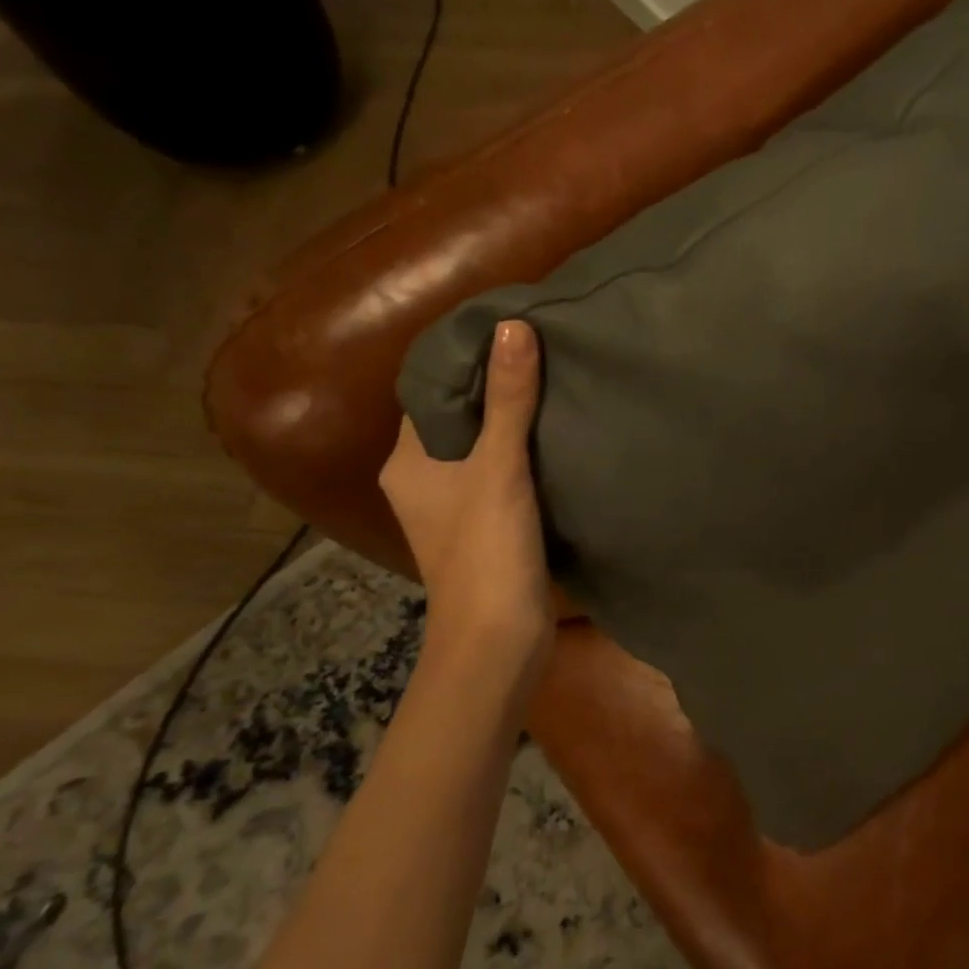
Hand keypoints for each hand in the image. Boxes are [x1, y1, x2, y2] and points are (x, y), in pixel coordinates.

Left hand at [378, 320, 552, 692]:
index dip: (466, 360)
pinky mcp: (487, 527)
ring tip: (557, 382)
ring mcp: (456, 506)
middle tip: (543, 351)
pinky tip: (561, 435)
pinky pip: (504, 474)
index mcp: (407, 461)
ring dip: (514, 421)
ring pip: (484, 447)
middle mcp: (424, 479)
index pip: (431, 391)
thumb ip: (508, 400)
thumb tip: (512, 326)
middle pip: (459, 417)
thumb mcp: (499, 468)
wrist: (499, 642)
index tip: (509, 331)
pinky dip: (526, 454)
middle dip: (497, 387)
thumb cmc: (485, 552)